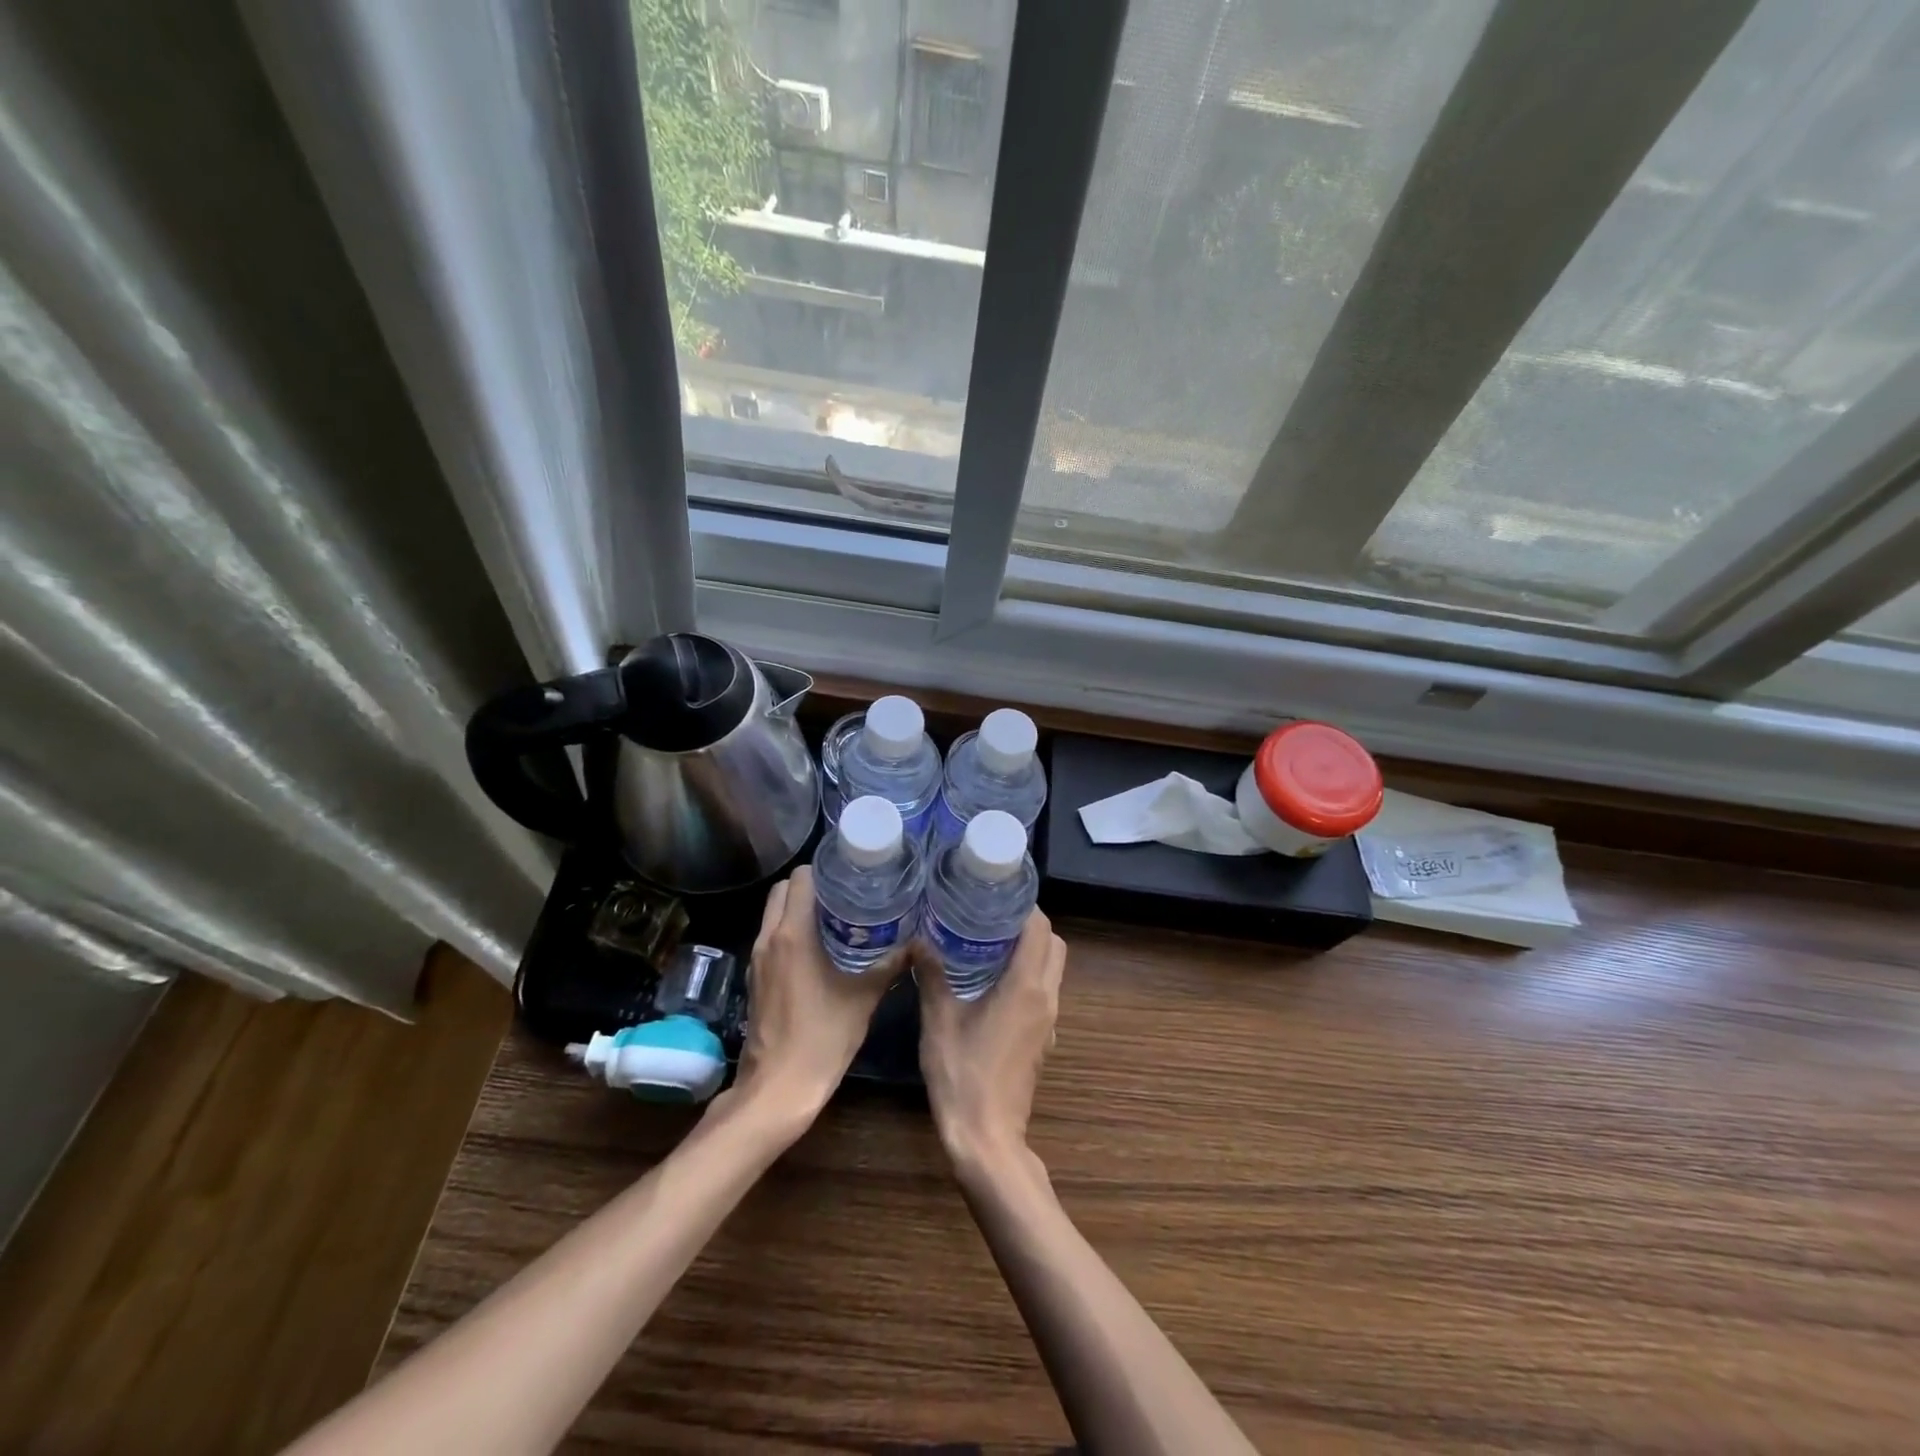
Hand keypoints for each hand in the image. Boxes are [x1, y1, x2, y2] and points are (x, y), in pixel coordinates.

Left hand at [731, 866, 902, 1124]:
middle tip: (845, 893)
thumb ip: (890, 965)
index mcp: (793, 934)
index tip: (850, 874)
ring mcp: (758, 959)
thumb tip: (919, 943)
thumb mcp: (863, 998)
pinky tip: (820, 947)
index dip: (824, 869)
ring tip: (837, 915)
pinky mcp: (756, 978)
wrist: (777, 1088)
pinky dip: (790, 931)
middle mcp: (769, 939)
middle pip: (782, 891)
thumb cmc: (822, 1038)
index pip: (800, 878)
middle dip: (811, 885)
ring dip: (799, 908)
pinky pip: (771, 937)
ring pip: (773, 914)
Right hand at [917, 909, 1066, 1172]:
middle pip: (1054, 946)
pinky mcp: (1043, 1039)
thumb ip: (932, 976)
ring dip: (1030, 951)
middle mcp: (1045, 998)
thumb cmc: (962, 1076)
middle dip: (1030, 926)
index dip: (1025, 907)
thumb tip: (919, 940)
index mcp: (1026, 988)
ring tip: (989, 943)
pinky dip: (1028, 976)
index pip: (1040, 930)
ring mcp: (1049, 1021)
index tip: (997, 895)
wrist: (987, 1139)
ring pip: (1052, 970)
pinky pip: (1044, 992)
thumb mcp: (939, 1021)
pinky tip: (991, 982)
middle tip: (992, 917)